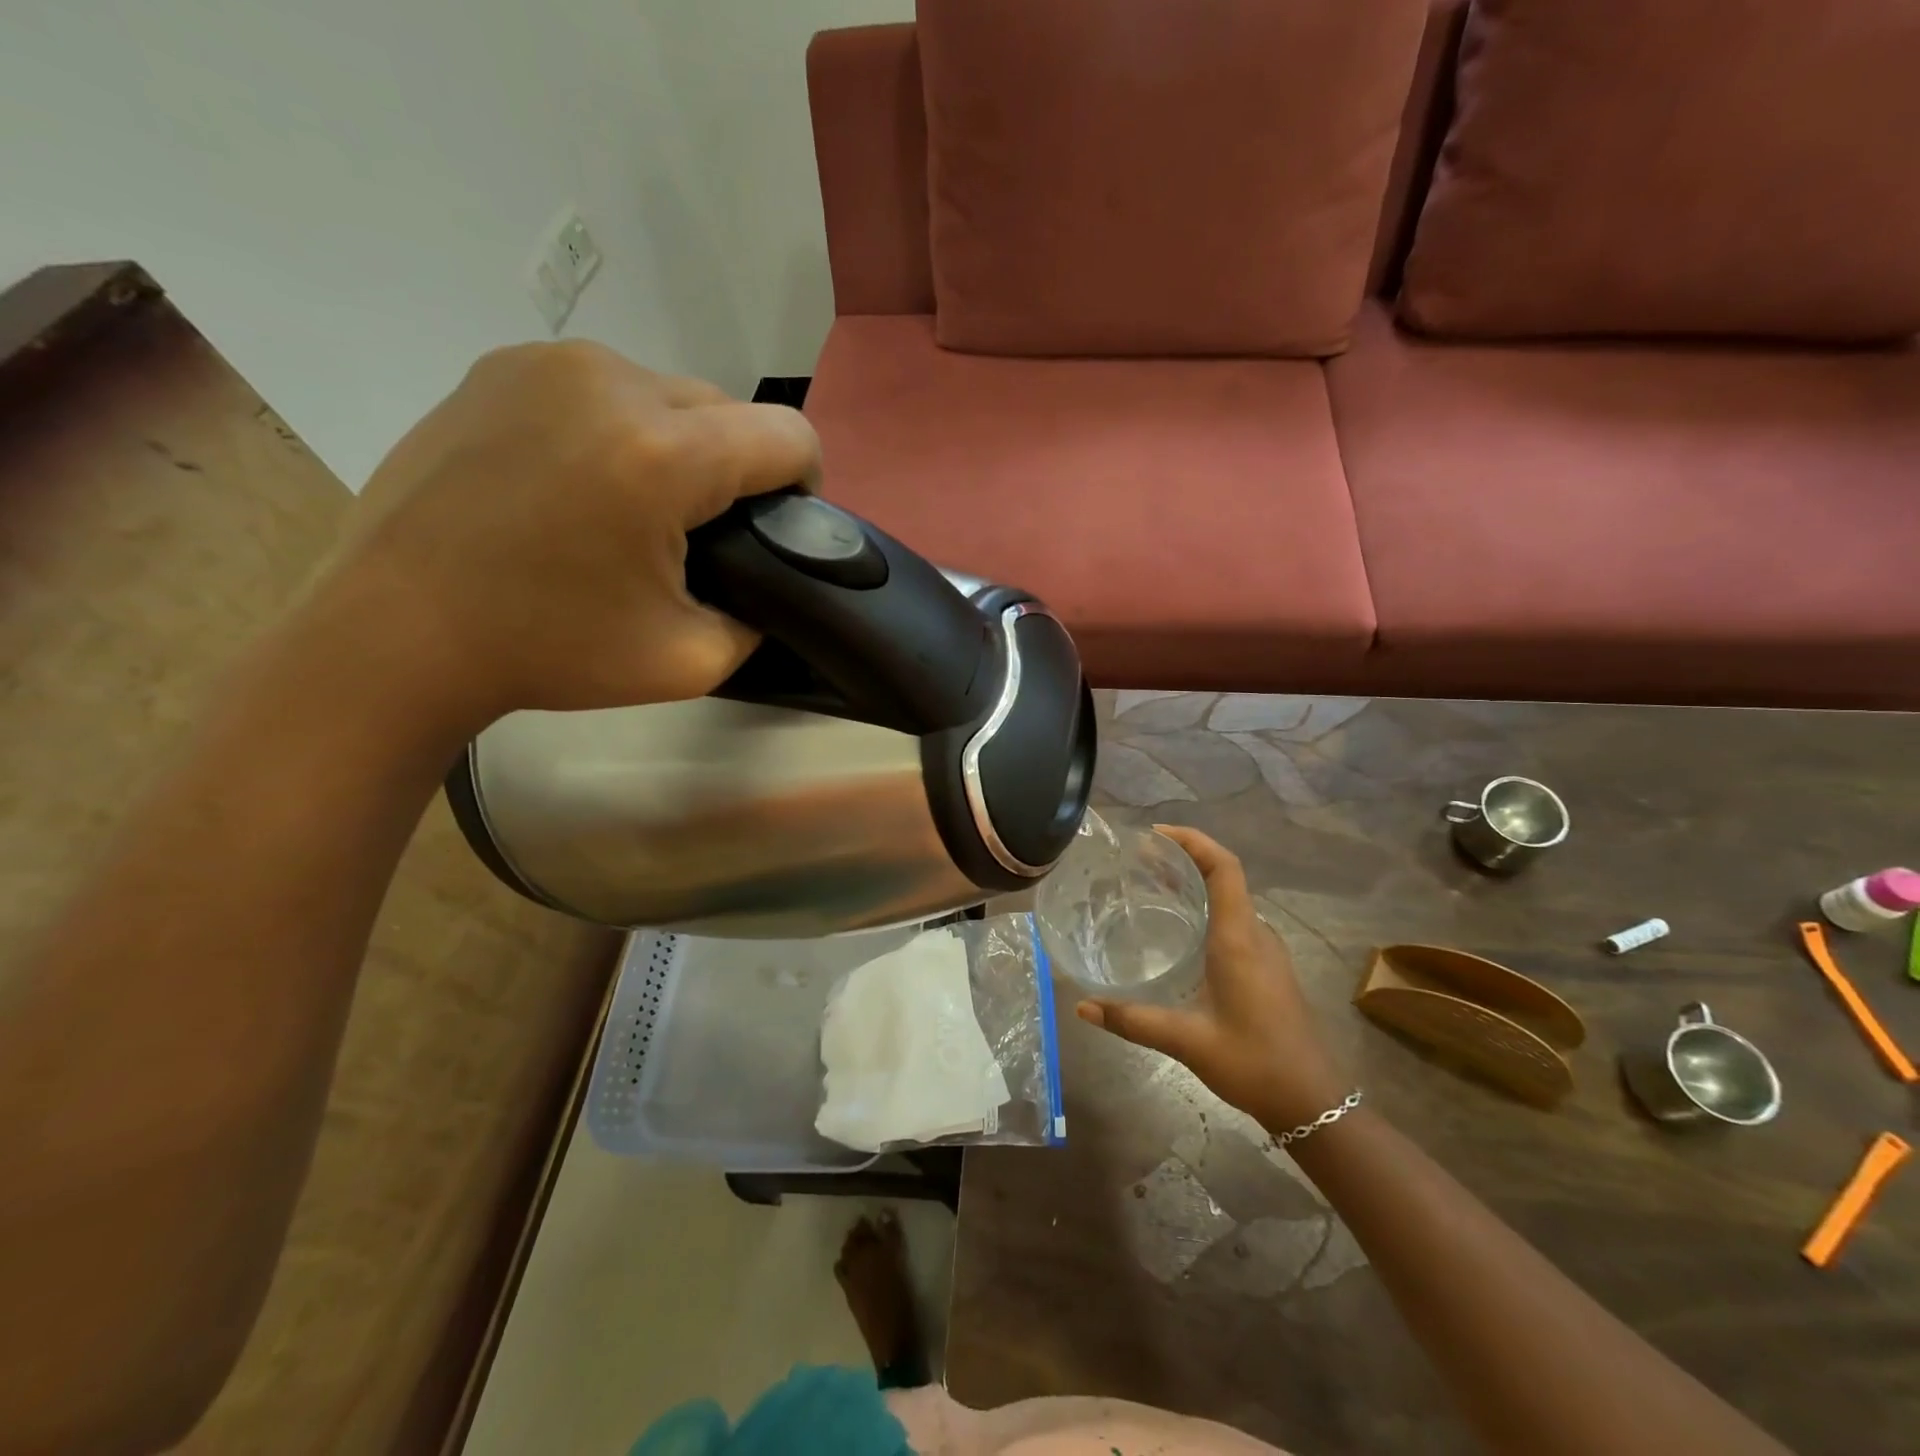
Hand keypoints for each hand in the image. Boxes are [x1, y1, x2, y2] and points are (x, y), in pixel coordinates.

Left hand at [311, 341, 818, 725]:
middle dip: (736, 468)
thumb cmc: (549, 652)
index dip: (805, 484)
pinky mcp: (500, 367)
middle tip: (699, 534)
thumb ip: (757, 619)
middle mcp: (612, 382)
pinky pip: (602, 388)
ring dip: (678, 445)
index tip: (780, 527)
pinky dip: (616, 429)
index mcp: (664, 456)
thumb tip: (768, 586)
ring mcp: (549, 364)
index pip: (788, 436)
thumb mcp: (691, 662)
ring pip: (667, 394)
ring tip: (635, 508)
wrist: (396, 633)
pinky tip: (580, 482)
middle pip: (729, 410)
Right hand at [1075, 826, 1346, 1129]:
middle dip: (1184, 858)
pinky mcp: (1268, 968)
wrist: (1312, 1101)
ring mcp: (1266, 951)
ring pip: (1231, 899)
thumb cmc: (1253, 1062)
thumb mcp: (1186, 1040)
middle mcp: (1256, 934)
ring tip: (1152, 885)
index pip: (1223, 867)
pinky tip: (1180, 930)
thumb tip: (1082, 1007)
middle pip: (1224, 876)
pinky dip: (1206, 907)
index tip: (1155, 834)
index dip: (1193, 840)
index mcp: (1239, 938)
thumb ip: (1132, 1020)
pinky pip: (1235, 920)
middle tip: (1139, 859)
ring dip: (1195, 883)